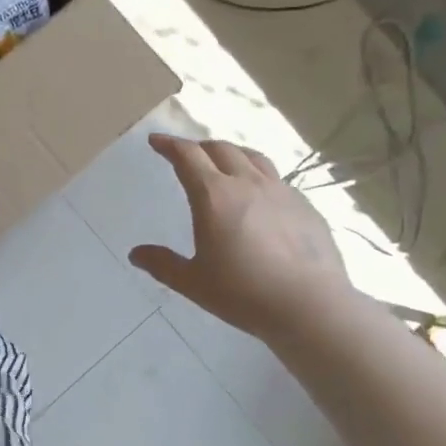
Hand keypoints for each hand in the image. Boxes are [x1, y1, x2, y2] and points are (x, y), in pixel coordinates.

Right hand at [130, 134, 352, 339]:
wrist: (309, 305)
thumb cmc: (243, 293)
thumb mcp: (193, 282)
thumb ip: (163, 264)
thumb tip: (136, 254)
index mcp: (214, 196)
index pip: (187, 156)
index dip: (169, 145)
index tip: (156, 140)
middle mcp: (247, 183)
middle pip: (220, 149)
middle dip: (199, 146)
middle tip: (187, 154)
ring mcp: (280, 191)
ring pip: (252, 157)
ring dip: (231, 152)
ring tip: (224, 161)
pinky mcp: (304, 205)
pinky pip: (276, 178)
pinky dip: (258, 175)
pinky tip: (259, 195)